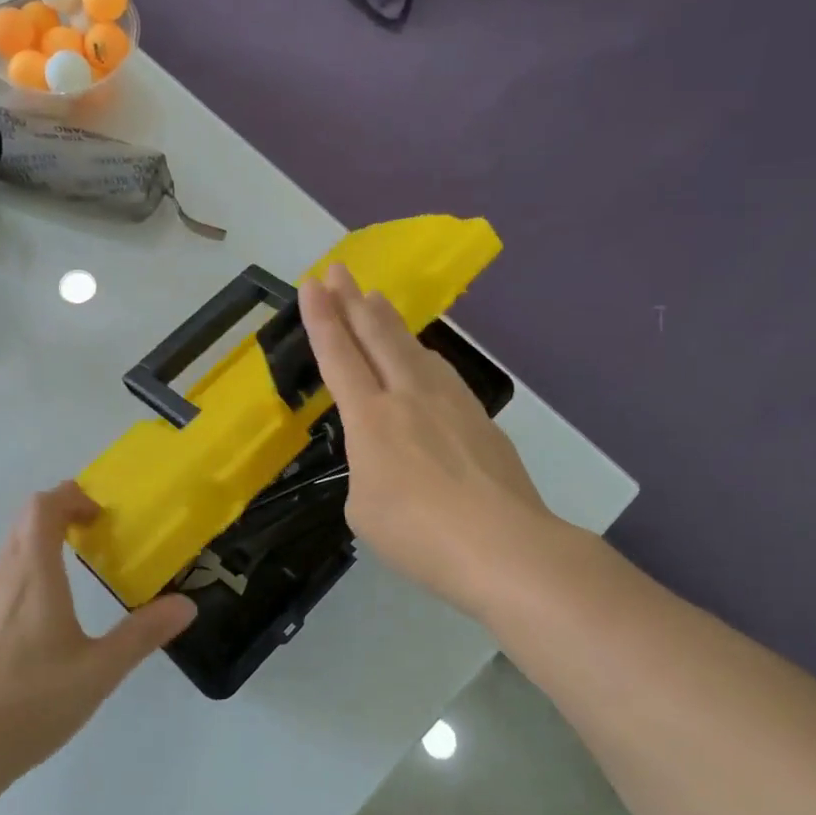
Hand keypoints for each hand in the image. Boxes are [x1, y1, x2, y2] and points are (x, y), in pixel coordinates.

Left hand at [0, 483, 196, 776]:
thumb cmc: (31, 702)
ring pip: (9, 552)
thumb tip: (186, 604)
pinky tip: (42, 621)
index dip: (71, 497)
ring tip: (73, 573)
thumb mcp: (99, 670)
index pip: (42, 507)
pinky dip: (25, 575)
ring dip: (40, 545)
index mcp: (33, 574)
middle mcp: (2, 578)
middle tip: (94, 535)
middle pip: (24, 522)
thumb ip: (142, 634)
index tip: (100, 514)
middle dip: (59, 515)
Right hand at [299, 263, 558, 620]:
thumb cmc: (418, 534)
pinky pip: (440, 373)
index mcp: (370, 418)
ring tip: (376, 301)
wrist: (503, 545)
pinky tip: (423, 358)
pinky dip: (421, 355)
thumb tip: (389, 460)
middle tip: (340, 269)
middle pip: (376, 335)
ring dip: (389, 321)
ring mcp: (450, 403)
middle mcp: (408, 396)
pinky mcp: (480, 418)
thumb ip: (367, 471)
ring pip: (413, 348)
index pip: (339, 356)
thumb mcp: (364, 509)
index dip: (322, 318)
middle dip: (352, 300)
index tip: (312, 283)